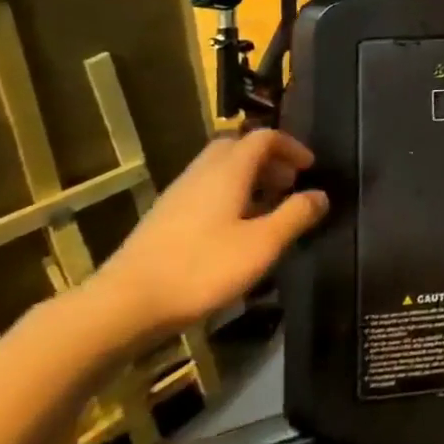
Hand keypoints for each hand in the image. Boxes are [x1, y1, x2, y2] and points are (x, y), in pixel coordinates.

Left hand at [87, 130, 326, 344]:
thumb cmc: (201, 269)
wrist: (123, 305)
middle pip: (237, 148)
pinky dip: (227, 197)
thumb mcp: (262, 245)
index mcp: (228, 171)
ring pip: (218, 170)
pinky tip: (233, 231)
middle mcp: (202, 173)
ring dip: (247, 179)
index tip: (309, 168)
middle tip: (287, 185)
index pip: (264, 138)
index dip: (291, 147)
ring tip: (265, 209)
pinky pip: (204, 191)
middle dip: (267, 160)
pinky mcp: (163, 219)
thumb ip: (295, 215)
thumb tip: (320, 195)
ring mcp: (178, 195)